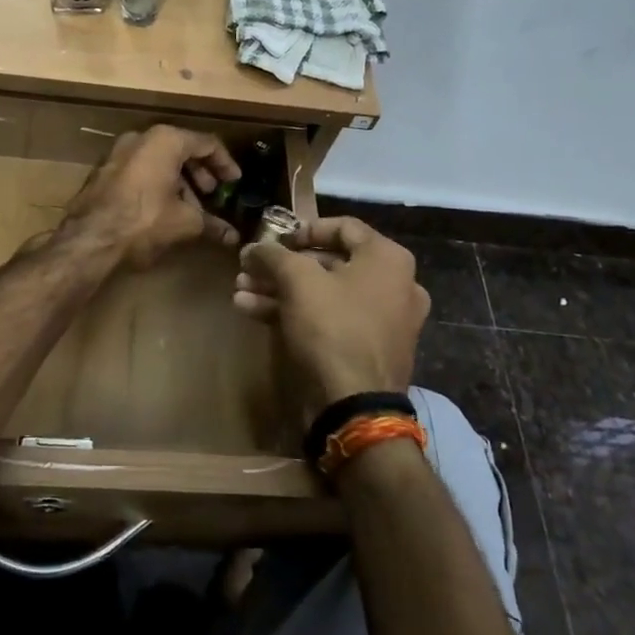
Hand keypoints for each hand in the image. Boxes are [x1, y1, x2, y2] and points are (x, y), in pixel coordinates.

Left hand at [60, 126, 240, 268]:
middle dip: (200, 174)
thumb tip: (233, 237)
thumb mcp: (184, 222)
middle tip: (212, 195)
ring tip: (190, 208)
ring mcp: (119, 151)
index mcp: (166, 140)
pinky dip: (156, 183)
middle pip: (181, 149)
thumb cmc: (145, 219)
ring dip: (179, 181)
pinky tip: (163, 209)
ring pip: (158, 159)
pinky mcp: (104, 169)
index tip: (234, 183)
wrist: (90, 236)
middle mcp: (141, 137)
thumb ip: (211, 224)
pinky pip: (140, 169)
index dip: (225, 164)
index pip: (206, 144)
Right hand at [233, 217, 429, 411]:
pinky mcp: (368, 349)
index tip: (273, 240)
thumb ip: (273, 255)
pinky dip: (295, 313)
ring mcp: (383, 320)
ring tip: (241, 292)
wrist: (356, 407)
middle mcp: (394, 285)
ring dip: (280, 290)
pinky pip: (330, 320)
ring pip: (324, 294)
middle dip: (281, 266)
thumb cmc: (332, 327)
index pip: (342, 226)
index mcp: (388, 259)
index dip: (302, 229)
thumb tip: (253, 247)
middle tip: (249, 269)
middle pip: (328, 263)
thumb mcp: (297, 280)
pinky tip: (252, 312)